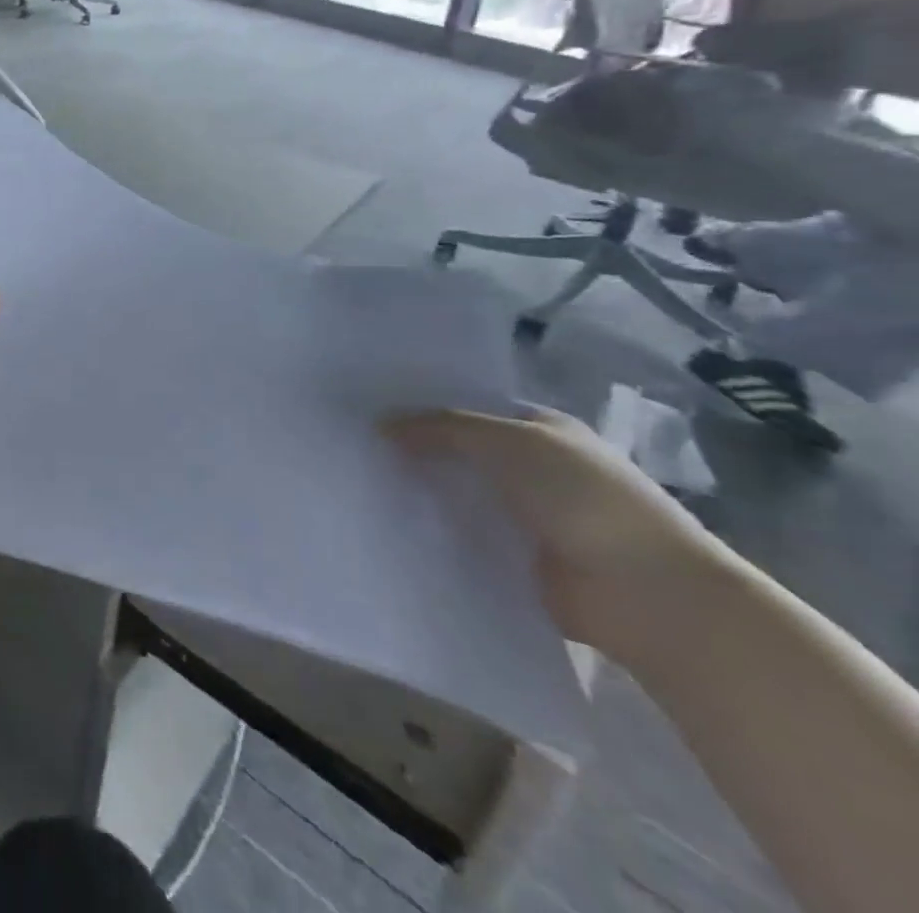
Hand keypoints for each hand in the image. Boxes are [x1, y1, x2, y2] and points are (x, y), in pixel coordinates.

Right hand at [385, 408, 731, 661]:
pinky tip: (389, 525)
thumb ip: (441, 428)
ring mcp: (527, 517)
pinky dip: (434, 533)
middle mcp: (535, 468)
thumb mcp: (505, 441)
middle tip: (354, 445)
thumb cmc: (582, 497)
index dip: (424, 406)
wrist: (647, 594)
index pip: (470, 407)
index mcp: (542, 430)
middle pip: (460, 452)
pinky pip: (464, 539)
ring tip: (360, 485)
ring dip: (422, 493)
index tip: (369, 408)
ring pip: (458, 495)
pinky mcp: (517, 562)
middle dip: (416, 450)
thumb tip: (381, 425)